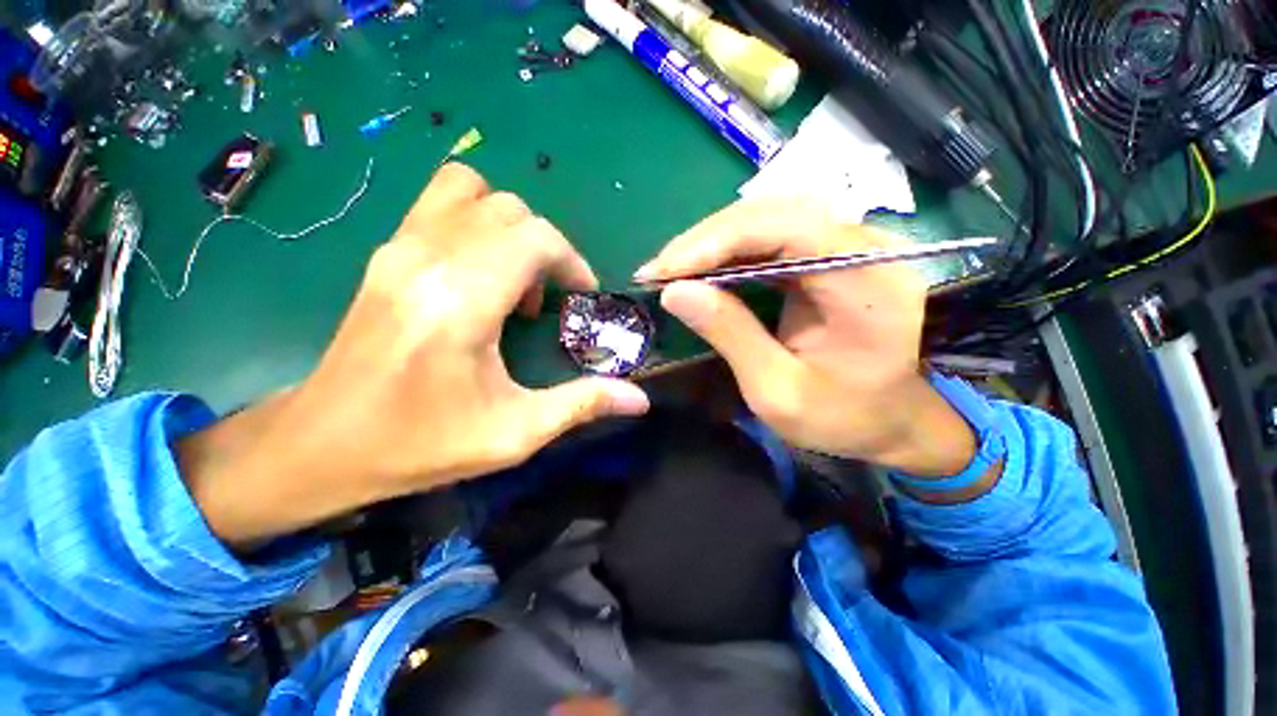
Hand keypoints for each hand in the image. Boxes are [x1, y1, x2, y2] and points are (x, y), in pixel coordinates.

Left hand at [179, 164, 649, 546]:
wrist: (325, 444)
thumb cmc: (422, 444)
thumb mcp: (514, 433)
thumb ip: (582, 405)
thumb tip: (639, 400)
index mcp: (460, 302)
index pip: (534, 237)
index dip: (572, 261)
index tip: (581, 296)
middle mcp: (426, 258)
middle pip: (511, 210)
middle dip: (547, 248)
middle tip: (550, 297)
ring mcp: (398, 248)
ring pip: (473, 191)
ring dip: (511, 228)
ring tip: (514, 279)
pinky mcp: (385, 252)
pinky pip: (441, 202)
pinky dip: (476, 220)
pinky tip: (480, 272)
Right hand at [637, 199, 974, 476]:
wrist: (892, 420)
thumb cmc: (842, 418)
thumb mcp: (778, 391)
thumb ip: (730, 335)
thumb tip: (675, 292)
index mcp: (867, 286)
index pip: (789, 230)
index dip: (719, 241)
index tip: (666, 269)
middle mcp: (868, 249)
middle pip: (776, 213)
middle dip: (707, 239)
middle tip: (659, 270)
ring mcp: (852, 246)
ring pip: (771, 218)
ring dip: (714, 241)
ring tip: (672, 269)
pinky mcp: (832, 255)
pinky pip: (774, 236)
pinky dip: (730, 250)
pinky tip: (702, 269)